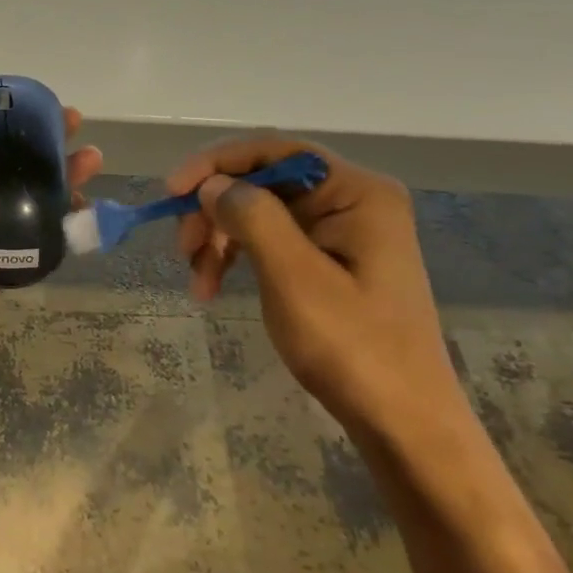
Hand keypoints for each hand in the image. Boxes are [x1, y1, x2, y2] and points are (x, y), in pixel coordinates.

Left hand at [0, 102, 102, 372]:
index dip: (6, 128)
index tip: (38, 108)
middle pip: (9, 175)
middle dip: (43, 152)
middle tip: (76, 130)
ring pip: (26, 207)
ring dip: (60, 185)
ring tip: (90, 161)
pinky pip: (29, 249)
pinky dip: (58, 231)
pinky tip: (83, 209)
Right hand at [167, 137, 458, 435]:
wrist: (402, 422)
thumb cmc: (353, 347)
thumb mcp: (295, 278)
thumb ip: (253, 217)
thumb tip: (212, 184)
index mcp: (357, 192)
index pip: (274, 150)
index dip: (216, 164)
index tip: (171, 193)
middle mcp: (351, 200)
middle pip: (263, 182)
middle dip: (215, 211)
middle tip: (183, 251)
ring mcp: (340, 231)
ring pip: (258, 212)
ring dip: (219, 239)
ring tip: (198, 281)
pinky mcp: (328, 260)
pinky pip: (268, 240)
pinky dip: (236, 257)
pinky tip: (214, 285)